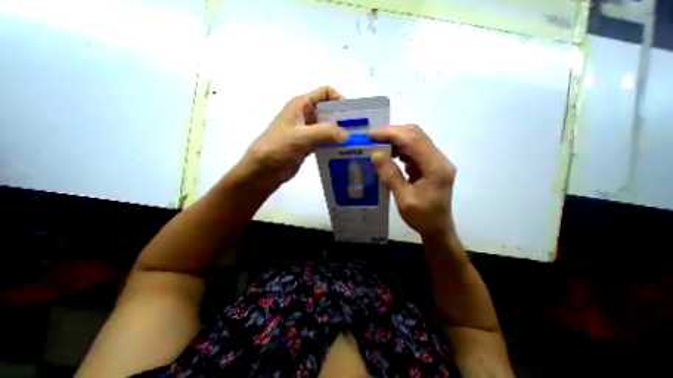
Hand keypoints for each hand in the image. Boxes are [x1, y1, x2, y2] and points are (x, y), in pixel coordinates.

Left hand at [240, 86, 348, 187]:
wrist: (263, 170)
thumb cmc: (277, 148)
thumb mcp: (301, 137)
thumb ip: (325, 132)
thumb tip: (347, 134)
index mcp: (301, 104)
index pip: (326, 93)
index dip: (340, 100)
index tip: (353, 116)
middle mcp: (305, 114)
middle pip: (329, 111)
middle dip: (344, 119)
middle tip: (358, 131)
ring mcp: (307, 130)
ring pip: (328, 127)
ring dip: (340, 133)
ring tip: (354, 142)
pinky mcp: (308, 144)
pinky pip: (325, 140)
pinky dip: (334, 144)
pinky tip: (343, 151)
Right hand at [367, 126, 457, 237]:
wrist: (438, 228)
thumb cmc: (422, 218)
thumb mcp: (404, 199)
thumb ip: (390, 175)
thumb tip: (375, 154)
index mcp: (436, 167)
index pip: (413, 140)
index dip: (390, 134)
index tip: (370, 135)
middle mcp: (439, 159)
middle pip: (416, 135)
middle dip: (392, 133)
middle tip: (372, 139)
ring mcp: (436, 161)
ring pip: (415, 140)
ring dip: (396, 140)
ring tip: (378, 146)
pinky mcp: (431, 164)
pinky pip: (415, 150)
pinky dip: (400, 149)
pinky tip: (390, 155)